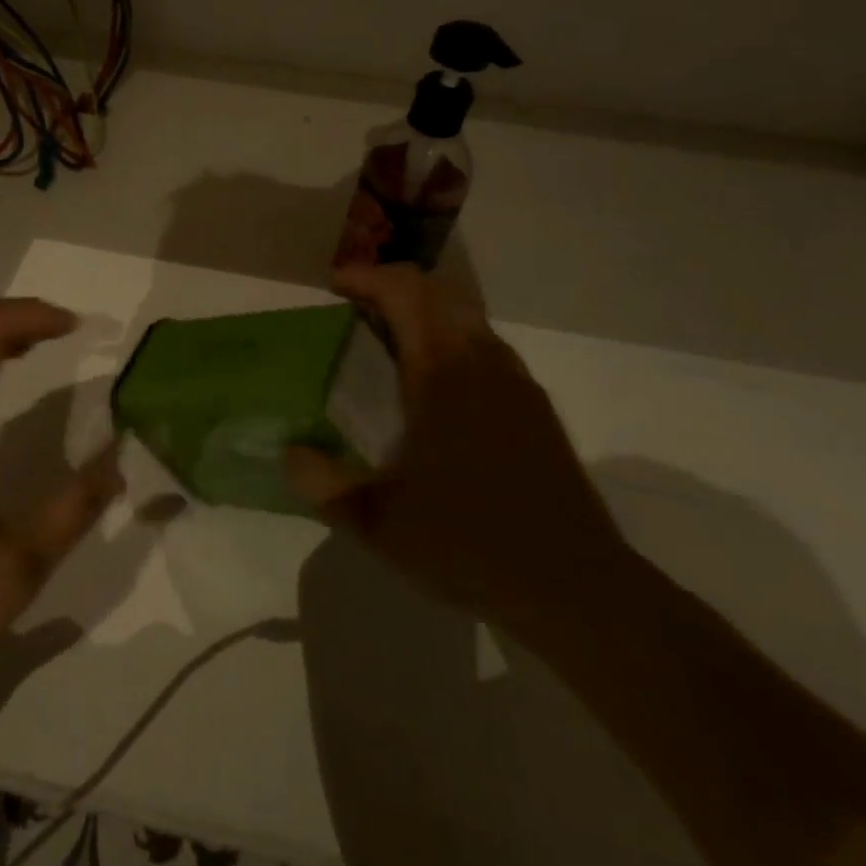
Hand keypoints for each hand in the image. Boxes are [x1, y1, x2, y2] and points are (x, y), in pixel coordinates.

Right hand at [286, 264, 629, 643]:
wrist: (576, 587)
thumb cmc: (470, 542)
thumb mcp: (378, 522)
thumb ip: (323, 484)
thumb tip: (289, 453)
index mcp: (443, 370)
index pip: (405, 292)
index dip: (365, 277)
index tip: (333, 288)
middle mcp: (483, 361)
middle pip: (438, 292)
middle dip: (393, 287)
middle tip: (356, 310)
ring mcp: (516, 382)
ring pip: (466, 318)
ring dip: (425, 314)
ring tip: (388, 346)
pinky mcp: (535, 408)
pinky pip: (485, 348)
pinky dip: (450, 342)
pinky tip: (433, 392)